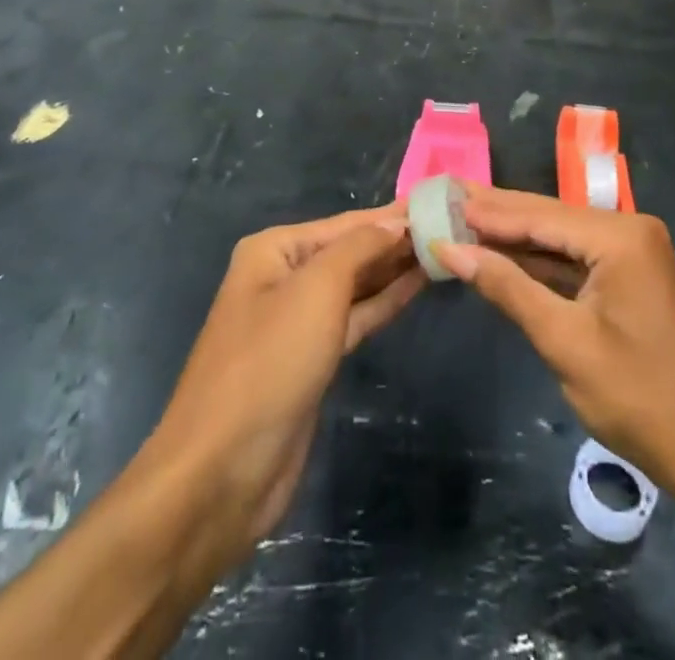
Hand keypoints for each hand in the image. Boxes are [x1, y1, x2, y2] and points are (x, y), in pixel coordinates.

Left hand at [138, 205, 424, 571]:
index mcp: (274, 250)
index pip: (345, 224)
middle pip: (350, 251)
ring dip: (395, 270)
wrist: (222, 472)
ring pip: (356, 285)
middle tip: (452, 227)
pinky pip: (355, 318)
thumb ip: (360, 248)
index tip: (439, 202)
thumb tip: (396, 223)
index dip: (391, 215)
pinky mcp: (312, 360)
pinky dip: (385, 302)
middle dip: (395, 241)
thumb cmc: (269, 363)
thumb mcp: (316, 290)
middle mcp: (283, 277)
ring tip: (443, 251)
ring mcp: (297, 321)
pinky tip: (418, 287)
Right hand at [438, 188, 674, 499]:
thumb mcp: (563, 341)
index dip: (488, 211)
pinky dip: (537, 259)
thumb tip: (451, 248)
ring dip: (513, 235)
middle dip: (496, 214)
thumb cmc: (637, 398)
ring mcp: (631, 250)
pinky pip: (574, 257)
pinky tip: (500, 252)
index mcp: (620, 237)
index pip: (540, 215)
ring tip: (461, 219)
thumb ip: (507, 287)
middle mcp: (628, 229)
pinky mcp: (628, 273)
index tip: (441, 199)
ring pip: (559, 236)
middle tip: (444, 198)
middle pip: (549, 216)